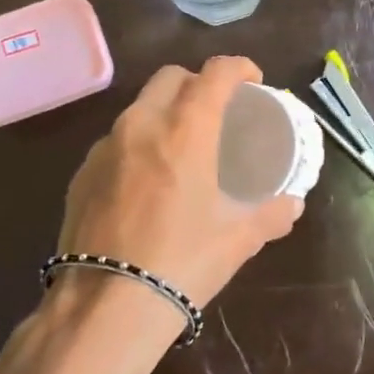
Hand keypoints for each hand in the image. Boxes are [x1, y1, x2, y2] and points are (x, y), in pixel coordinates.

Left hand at [55, 56, 303, 312]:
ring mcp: (104, 148)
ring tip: (181, 147)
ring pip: (139, 108)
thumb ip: (270, 215)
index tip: (252, 80)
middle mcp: (141, 125)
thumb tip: (292, 205)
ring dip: (164, 113)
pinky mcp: (80, 174)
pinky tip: (146, 181)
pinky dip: (137, 145)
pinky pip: (115, 142)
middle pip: (170, 78)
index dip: (238, 67)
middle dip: (197, 82)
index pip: (215, 74)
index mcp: (185, 131)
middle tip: (216, 110)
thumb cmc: (182, 263)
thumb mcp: (237, 240)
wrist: (106, 306)